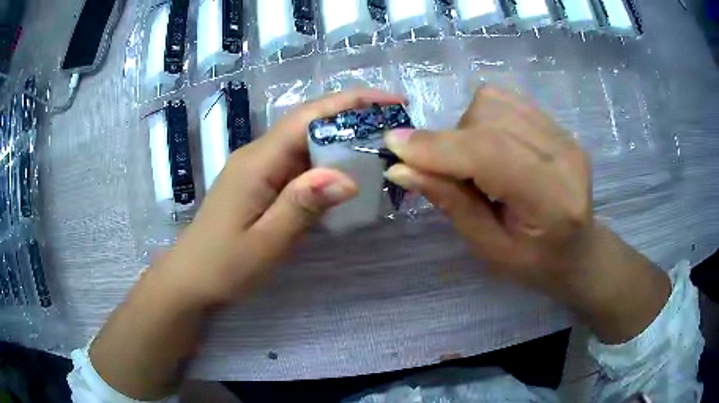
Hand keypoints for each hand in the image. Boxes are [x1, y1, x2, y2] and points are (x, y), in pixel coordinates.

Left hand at [154, 88, 405, 307]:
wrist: (191, 278)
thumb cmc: (223, 265)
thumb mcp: (266, 242)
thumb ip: (302, 206)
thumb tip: (348, 177)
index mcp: (259, 161)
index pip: (310, 116)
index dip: (352, 102)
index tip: (393, 101)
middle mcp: (259, 155)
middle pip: (310, 123)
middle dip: (354, 117)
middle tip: (396, 130)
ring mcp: (259, 168)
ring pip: (307, 143)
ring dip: (343, 140)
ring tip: (382, 148)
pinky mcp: (261, 183)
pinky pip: (299, 164)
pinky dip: (327, 163)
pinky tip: (347, 175)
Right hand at [384, 86, 669, 342]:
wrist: (578, 250)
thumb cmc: (534, 263)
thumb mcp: (488, 248)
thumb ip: (450, 203)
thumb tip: (401, 167)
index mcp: (553, 200)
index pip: (491, 154)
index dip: (439, 147)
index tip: (394, 146)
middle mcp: (565, 156)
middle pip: (490, 120)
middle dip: (450, 140)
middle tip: (440, 170)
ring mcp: (565, 135)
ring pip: (495, 102)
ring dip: (466, 127)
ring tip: (473, 162)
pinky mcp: (558, 125)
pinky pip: (506, 100)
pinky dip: (482, 117)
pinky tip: (489, 145)